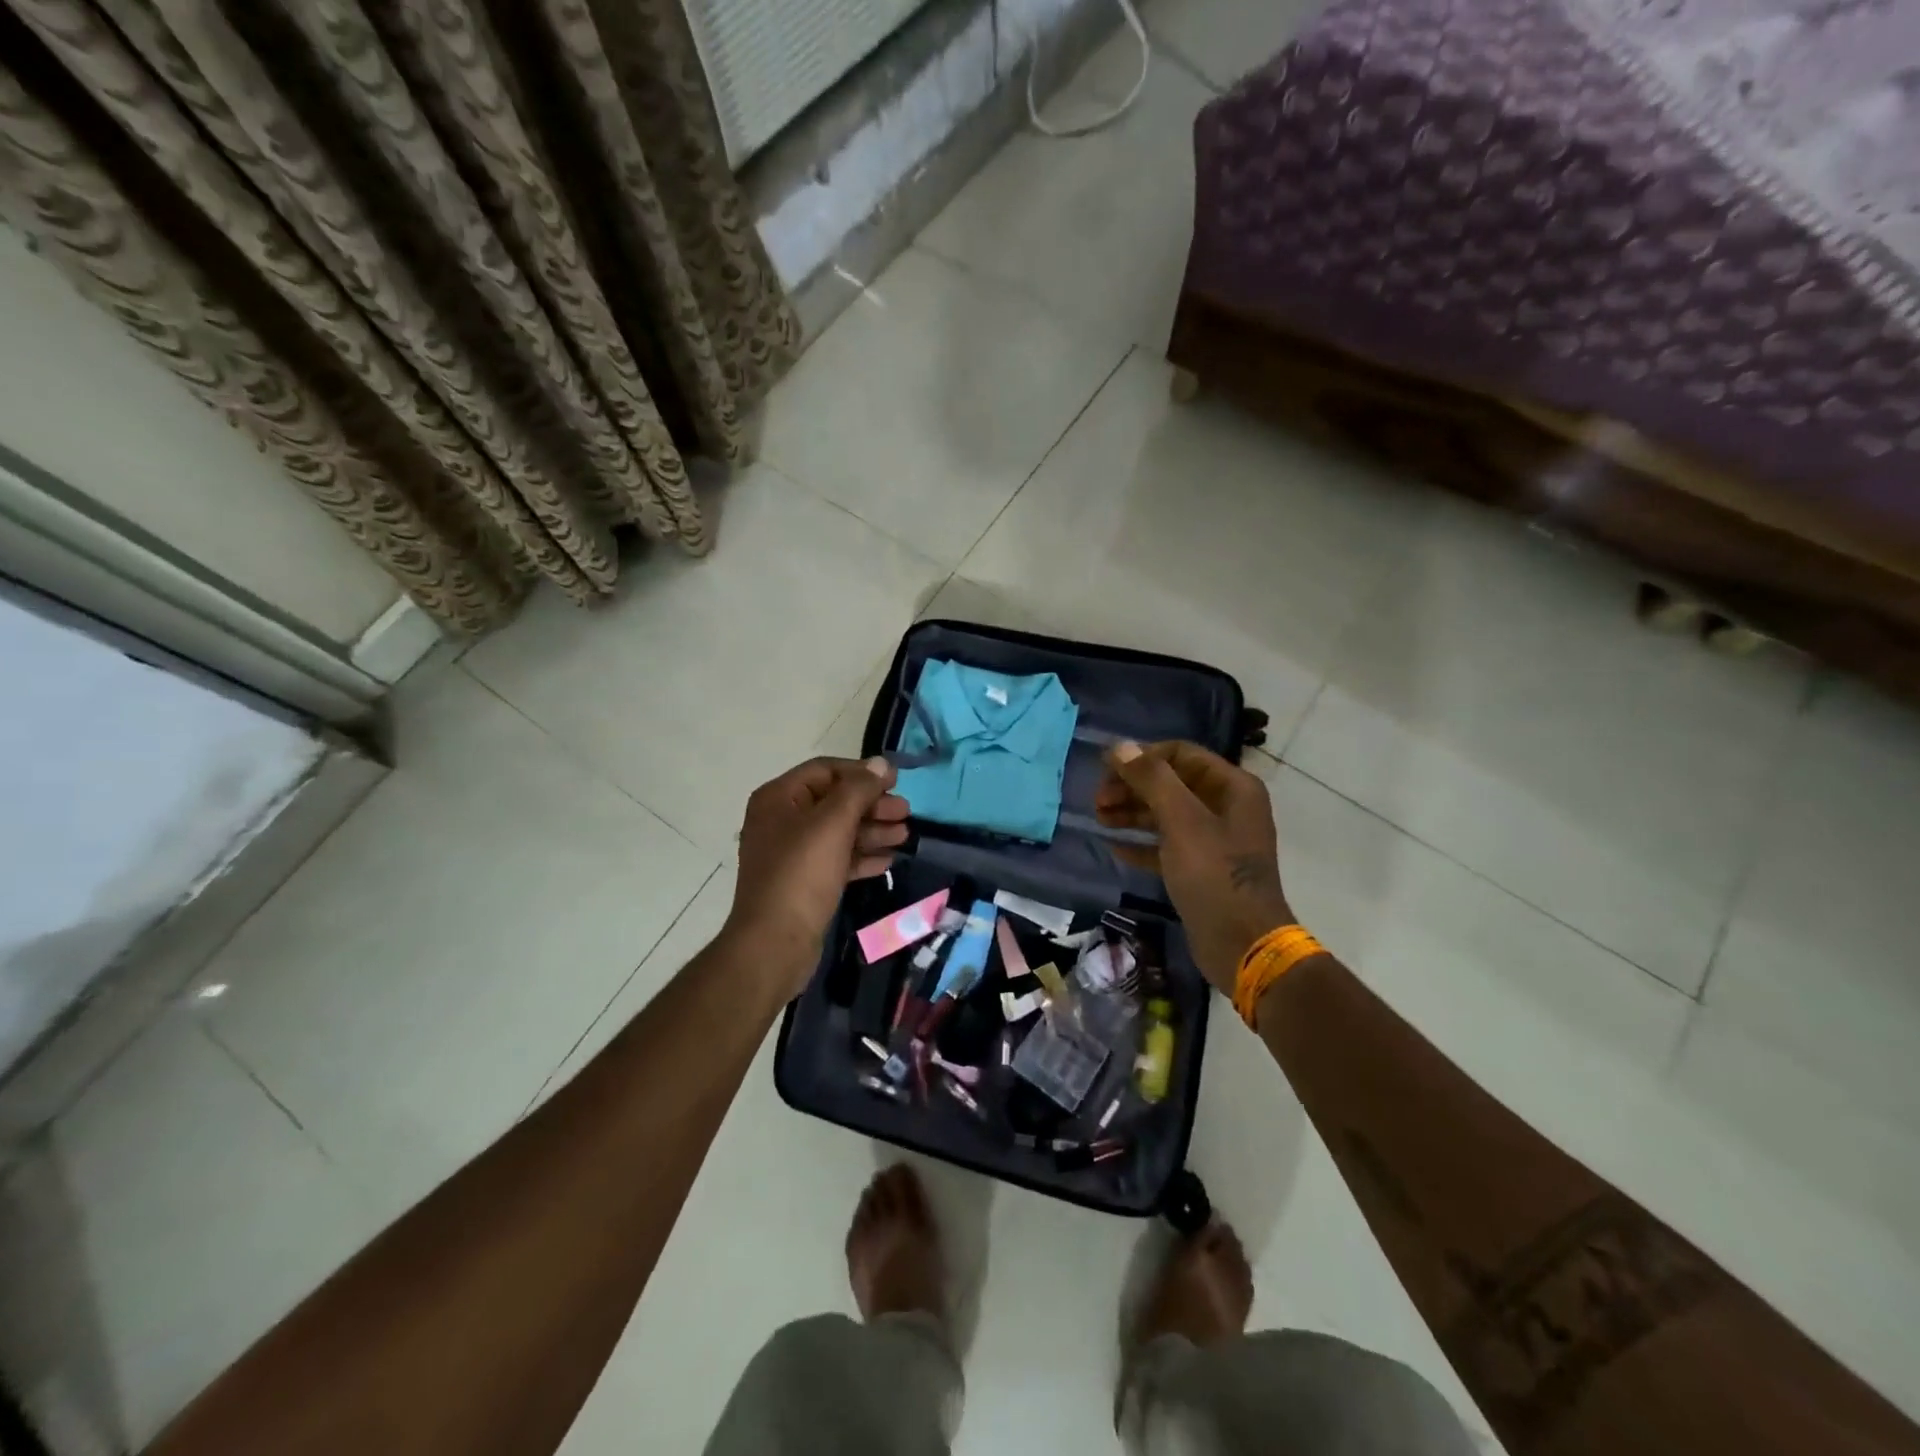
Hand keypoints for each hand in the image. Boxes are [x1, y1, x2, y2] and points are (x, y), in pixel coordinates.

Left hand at [727, 756, 910, 996]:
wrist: (775, 943)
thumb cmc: (802, 873)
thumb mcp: (833, 823)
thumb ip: (859, 790)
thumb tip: (880, 763)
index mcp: (779, 798)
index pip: (825, 770)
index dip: (862, 773)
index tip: (896, 781)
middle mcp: (781, 821)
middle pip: (834, 801)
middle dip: (872, 805)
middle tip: (906, 812)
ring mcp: (791, 854)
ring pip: (838, 832)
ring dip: (872, 831)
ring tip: (905, 835)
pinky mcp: (803, 882)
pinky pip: (836, 859)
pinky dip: (861, 857)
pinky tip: (888, 861)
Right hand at [1094, 741, 1291, 993]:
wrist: (1243, 945)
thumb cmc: (1214, 876)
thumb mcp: (1182, 822)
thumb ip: (1152, 780)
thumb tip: (1120, 747)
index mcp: (1232, 788)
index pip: (1181, 754)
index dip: (1143, 757)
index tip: (1107, 770)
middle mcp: (1225, 807)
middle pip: (1171, 783)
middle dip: (1132, 787)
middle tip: (1097, 799)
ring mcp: (1214, 840)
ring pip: (1165, 814)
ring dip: (1131, 812)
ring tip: (1099, 819)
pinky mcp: (1200, 869)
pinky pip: (1165, 845)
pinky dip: (1141, 842)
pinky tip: (1115, 847)